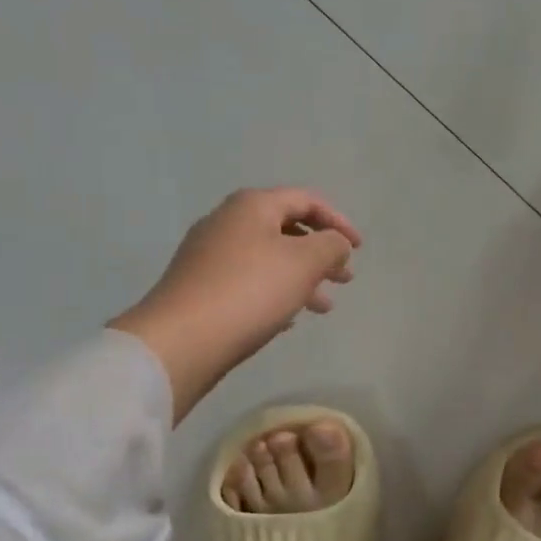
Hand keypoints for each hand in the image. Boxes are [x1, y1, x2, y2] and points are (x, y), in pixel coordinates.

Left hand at [110, 188, 359, 422]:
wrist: (181, 340)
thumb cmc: (250, 291)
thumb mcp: (305, 262)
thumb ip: (331, 245)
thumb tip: (335, 243)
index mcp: (252, 206)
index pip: (306, 200)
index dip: (338, 221)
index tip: (358, 248)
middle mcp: (227, 222)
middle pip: (286, 229)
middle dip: (321, 253)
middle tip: (344, 279)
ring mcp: (208, 255)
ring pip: (268, 259)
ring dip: (302, 278)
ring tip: (323, 307)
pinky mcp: (199, 287)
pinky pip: (248, 282)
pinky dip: (275, 293)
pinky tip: (288, 319)